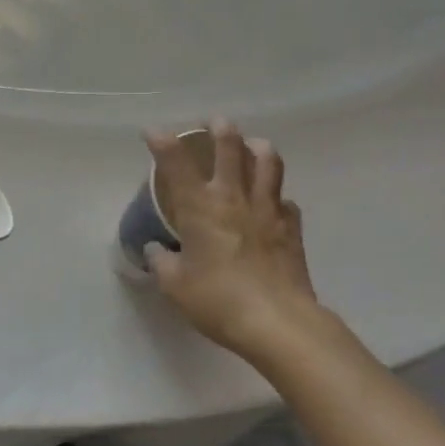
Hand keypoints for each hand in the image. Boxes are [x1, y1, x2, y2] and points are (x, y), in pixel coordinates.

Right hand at [144, 120, 331, 368]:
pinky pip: (286, 201)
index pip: (176, 163)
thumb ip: (162, 262)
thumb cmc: (218, 300)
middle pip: (230, 147)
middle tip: (214, 123)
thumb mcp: (175, 286)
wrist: (277, 322)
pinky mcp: (291, 227)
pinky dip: (277, 196)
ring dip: (257, 148)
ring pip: (268, 162)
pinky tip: (273, 204)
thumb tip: (157, 250)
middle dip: (219, 129)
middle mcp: (234, 197)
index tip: (152, 131)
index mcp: (200, 207)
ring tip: (252, 146)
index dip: (162, 142)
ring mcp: (267, 209)